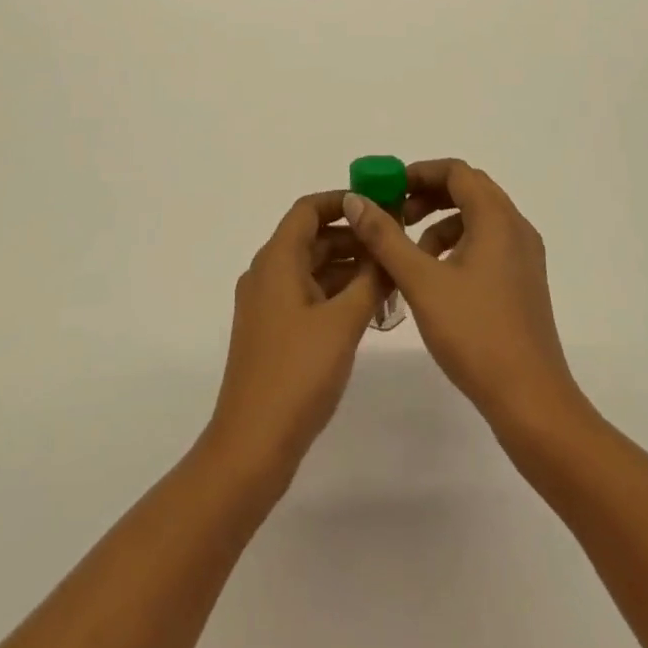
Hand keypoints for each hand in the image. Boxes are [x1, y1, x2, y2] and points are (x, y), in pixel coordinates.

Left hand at [205, 190, 385, 486]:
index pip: (307, 210)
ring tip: (391, 275)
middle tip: (395, 242)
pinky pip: (307, 295)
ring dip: (348, 267)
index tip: (379, 205)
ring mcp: (268, 305)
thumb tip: (388, 247)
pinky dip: (336, 292)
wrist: (252, 445)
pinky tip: (369, 306)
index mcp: (276, 261)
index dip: (342, 201)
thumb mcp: (343, 323)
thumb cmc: (297, 374)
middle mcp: (267, 274)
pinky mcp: (273, 331)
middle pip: (311, 238)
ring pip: (311, 268)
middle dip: (353, 237)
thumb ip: (370, 280)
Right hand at [343, 160, 581, 435]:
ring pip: (478, 218)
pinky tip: (437, 279)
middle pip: (468, 190)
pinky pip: (488, 243)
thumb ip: (386, 237)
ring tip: (411, 254)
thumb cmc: (475, 334)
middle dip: (428, 196)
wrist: (530, 399)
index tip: (387, 191)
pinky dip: (458, 245)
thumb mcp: (421, 281)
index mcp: (497, 218)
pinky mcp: (524, 281)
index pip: (456, 171)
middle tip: (395, 216)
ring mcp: (524, 256)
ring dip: (441, 223)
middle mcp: (516, 227)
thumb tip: (356, 200)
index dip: (418, 173)